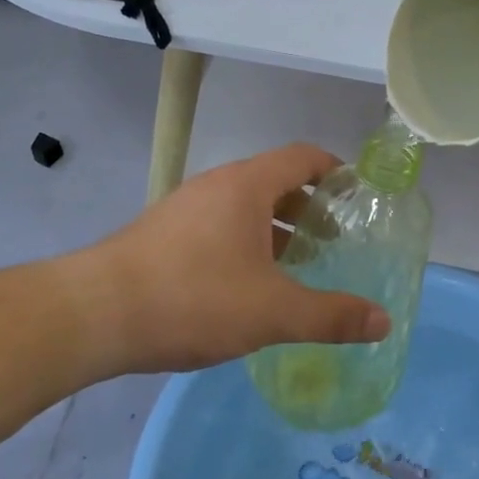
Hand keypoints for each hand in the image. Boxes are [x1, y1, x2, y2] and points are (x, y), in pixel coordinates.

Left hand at [76, 144, 391, 376]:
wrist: (95, 314)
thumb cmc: (193, 298)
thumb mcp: (272, 312)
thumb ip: (331, 316)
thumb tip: (384, 322)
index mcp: (246, 185)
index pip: (303, 156)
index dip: (336, 171)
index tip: (359, 196)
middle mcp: (216, 186)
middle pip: (275, 181)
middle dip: (310, 208)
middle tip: (335, 242)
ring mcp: (186, 208)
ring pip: (244, 207)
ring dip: (277, 229)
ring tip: (298, 265)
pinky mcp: (164, 234)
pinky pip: (219, 226)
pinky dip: (246, 243)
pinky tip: (249, 285)